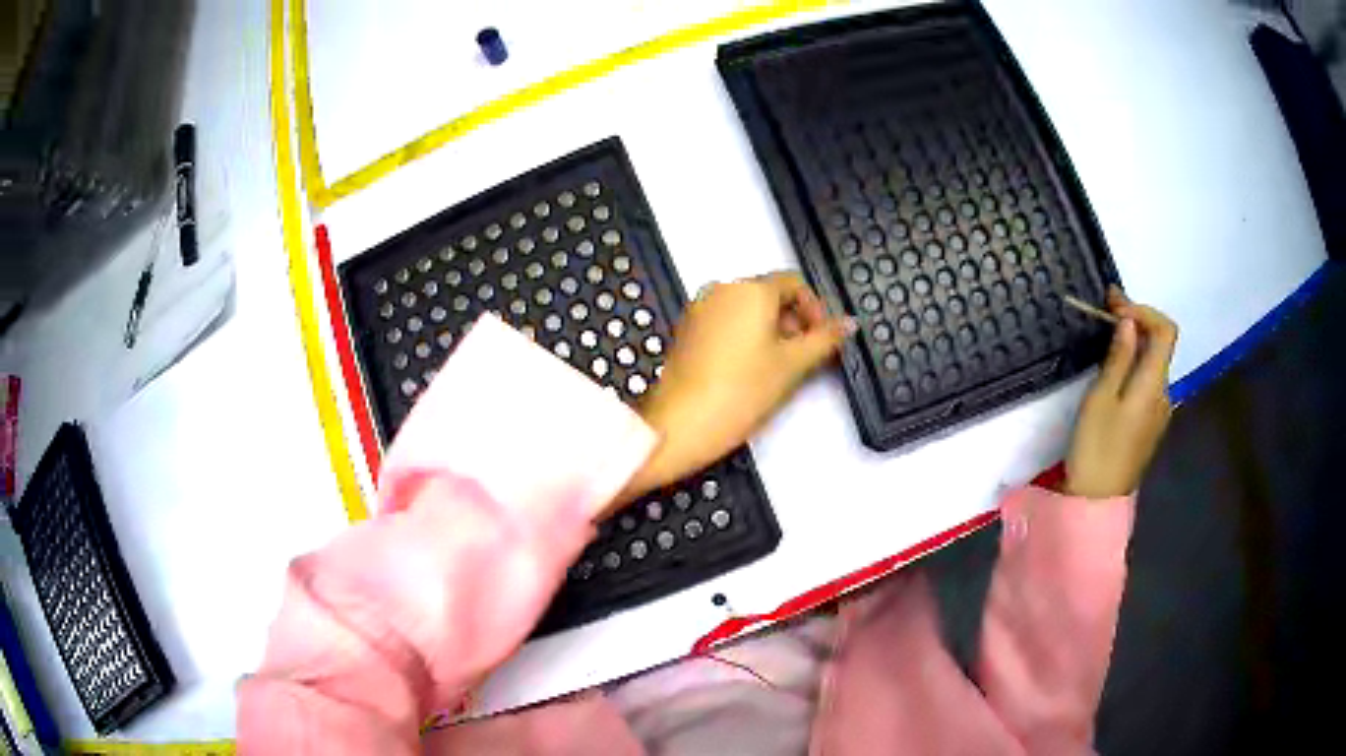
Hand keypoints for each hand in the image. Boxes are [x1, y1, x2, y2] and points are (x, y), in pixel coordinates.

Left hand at [616, 272, 853, 507]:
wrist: (683, 423)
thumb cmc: (740, 391)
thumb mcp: (793, 364)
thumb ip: (825, 339)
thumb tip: (849, 323)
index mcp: (750, 289)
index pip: (794, 283)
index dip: (815, 309)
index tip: (822, 338)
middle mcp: (722, 290)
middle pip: (769, 294)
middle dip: (793, 321)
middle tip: (804, 357)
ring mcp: (700, 309)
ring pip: (747, 310)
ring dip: (770, 331)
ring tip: (778, 368)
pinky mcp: (687, 331)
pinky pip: (725, 322)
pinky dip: (744, 337)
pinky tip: (750, 370)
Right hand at [1065, 287, 1178, 498]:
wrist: (1097, 502)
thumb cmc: (1096, 447)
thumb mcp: (1101, 397)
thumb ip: (1119, 357)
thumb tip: (1129, 323)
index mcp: (1154, 384)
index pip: (1165, 330)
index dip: (1144, 310)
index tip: (1115, 305)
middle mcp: (1164, 394)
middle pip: (1160, 346)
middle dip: (1136, 323)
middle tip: (1105, 314)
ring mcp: (1159, 412)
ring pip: (1153, 364)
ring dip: (1135, 344)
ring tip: (1106, 341)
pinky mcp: (1149, 426)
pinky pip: (1147, 383)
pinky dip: (1134, 366)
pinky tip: (1115, 373)